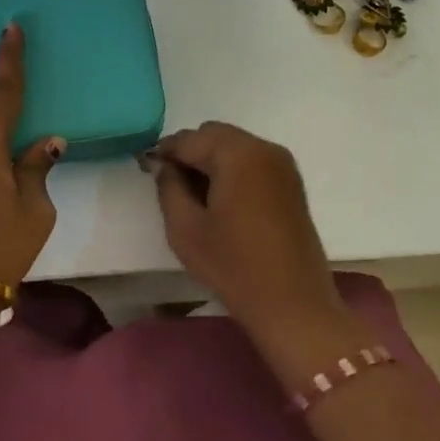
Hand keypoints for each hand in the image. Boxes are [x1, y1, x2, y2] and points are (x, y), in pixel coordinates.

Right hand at [151, 121, 343, 341]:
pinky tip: (221, 201)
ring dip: (210, 160)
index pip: (189, 139)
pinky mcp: (291, 182)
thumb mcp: (185, 229)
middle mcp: (263, 148)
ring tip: (195, 196)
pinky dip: (232, 169)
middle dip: (189, 153)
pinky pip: (252, 160)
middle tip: (170, 185)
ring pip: (233, 146)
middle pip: (213, 135)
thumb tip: (163, 164)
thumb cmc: (234, 267)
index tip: (145, 169)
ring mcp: (282, 164)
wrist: (293, 305)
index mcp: (237, 154)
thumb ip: (168, 187)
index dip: (164, 152)